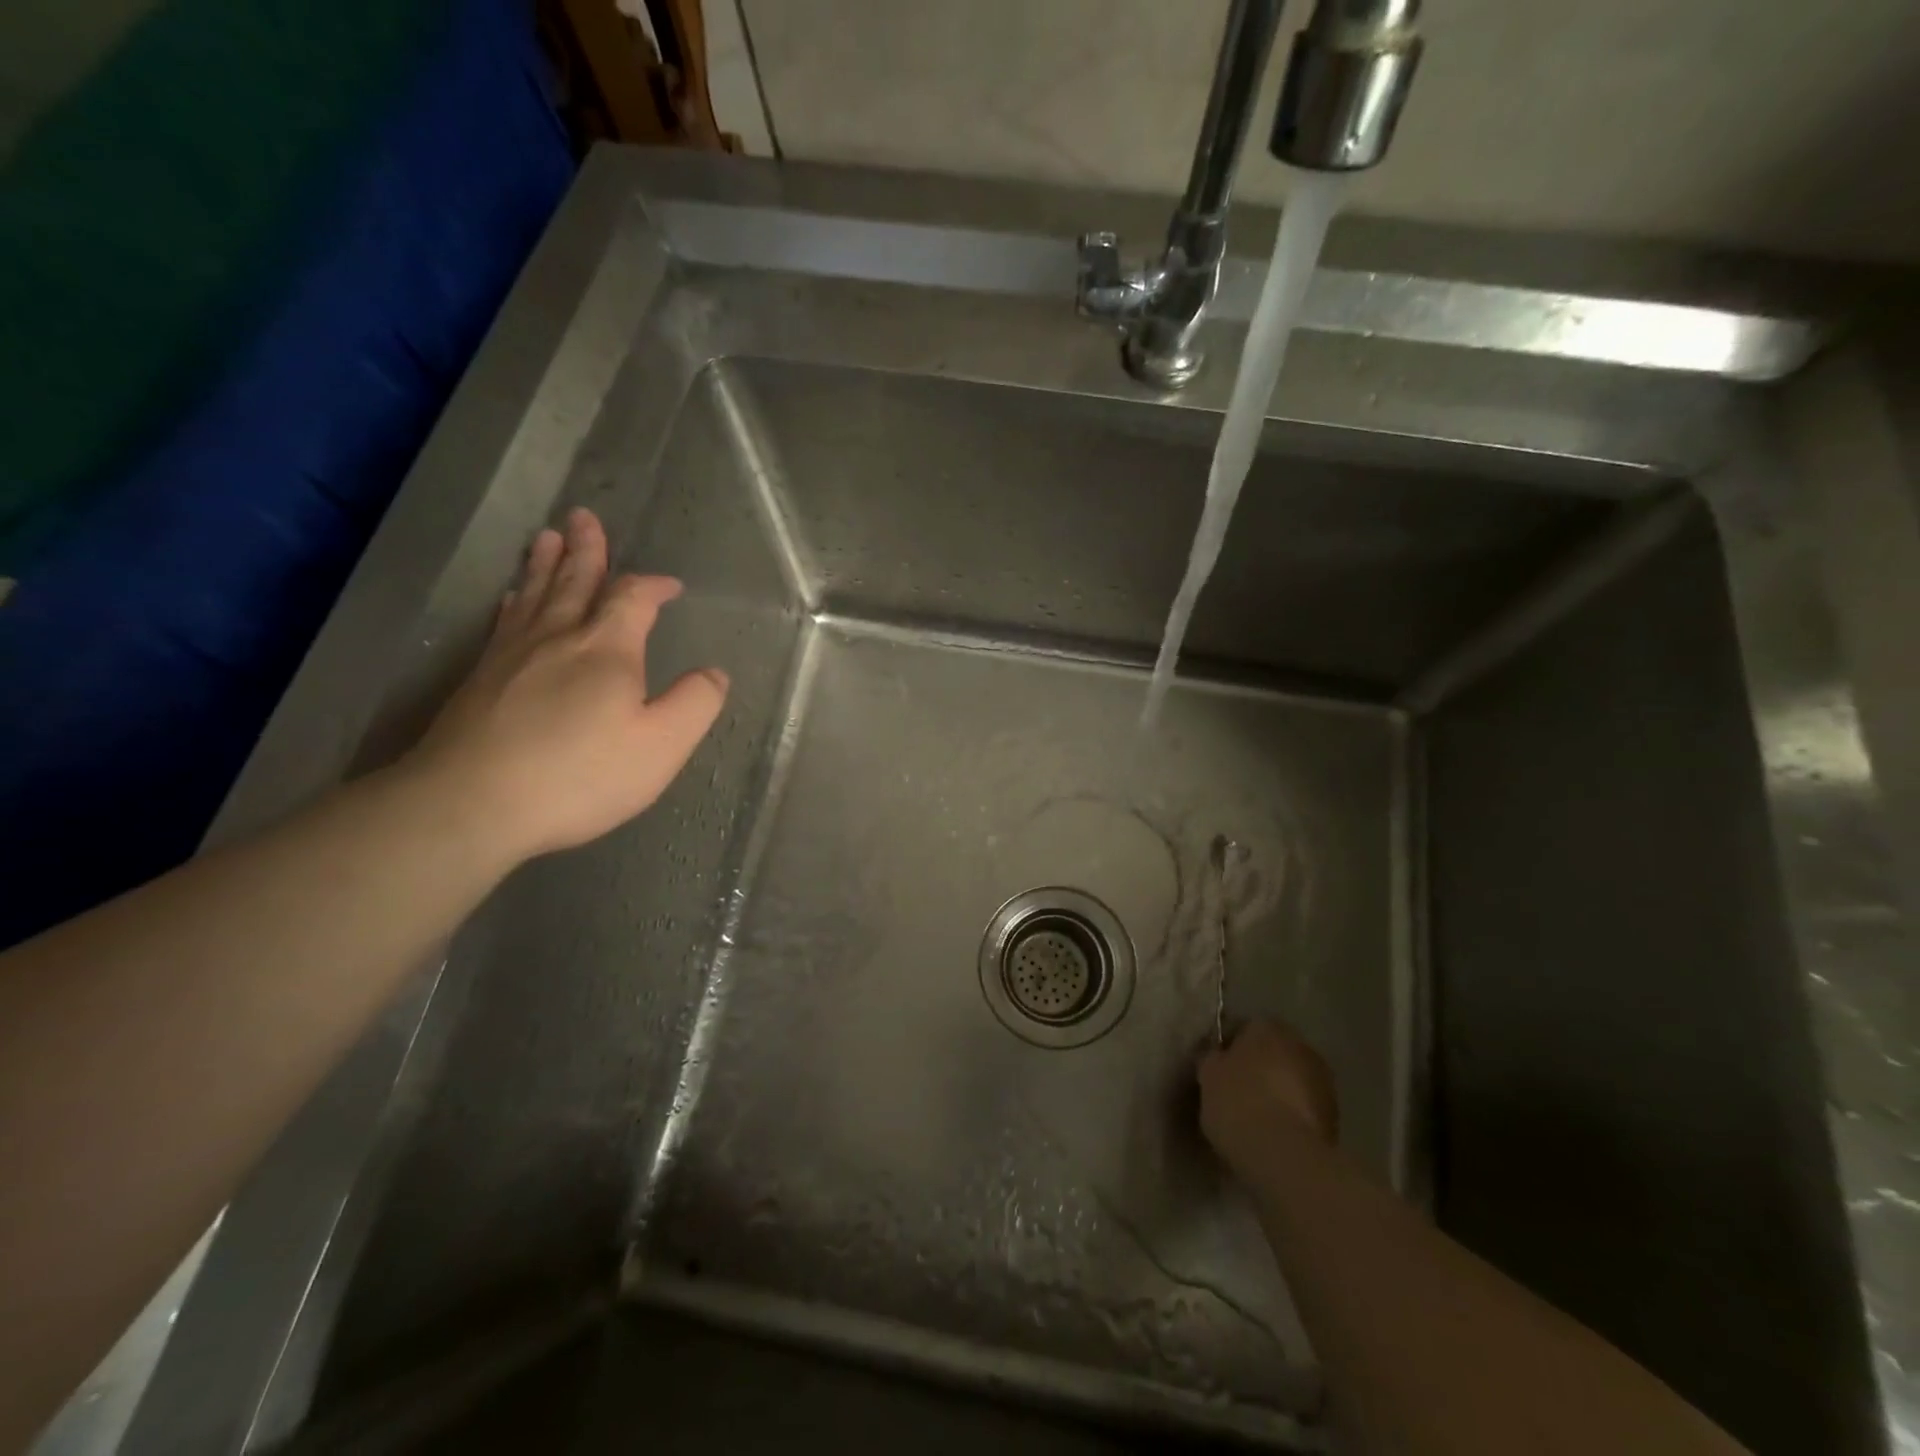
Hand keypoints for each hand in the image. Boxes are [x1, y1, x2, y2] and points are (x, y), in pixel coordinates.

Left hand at [406, 507, 727, 862]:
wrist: (471, 804)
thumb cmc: (580, 775)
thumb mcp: (661, 746)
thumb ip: (695, 704)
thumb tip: (714, 673)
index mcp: (607, 650)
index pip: (632, 599)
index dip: (653, 586)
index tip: (670, 586)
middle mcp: (558, 638)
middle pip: (574, 582)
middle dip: (586, 550)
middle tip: (583, 516)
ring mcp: (512, 656)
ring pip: (535, 596)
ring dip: (546, 565)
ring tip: (548, 537)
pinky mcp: (481, 679)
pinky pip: (504, 623)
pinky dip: (515, 602)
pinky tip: (512, 599)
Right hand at [1198, 1021, 1339, 1181]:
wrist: (1284, 1155)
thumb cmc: (1238, 1102)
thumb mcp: (1209, 1075)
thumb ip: (1214, 1058)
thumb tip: (1219, 1057)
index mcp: (1268, 1027)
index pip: (1246, 1027)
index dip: (1231, 1047)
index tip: (1218, 1068)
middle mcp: (1301, 1045)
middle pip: (1274, 1052)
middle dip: (1260, 1067)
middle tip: (1238, 1090)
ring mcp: (1324, 1081)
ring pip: (1293, 1080)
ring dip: (1280, 1091)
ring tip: (1258, 1116)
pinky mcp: (1335, 1116)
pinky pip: (1305, 1108)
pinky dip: (1293, 1115)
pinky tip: (1275, 1133)